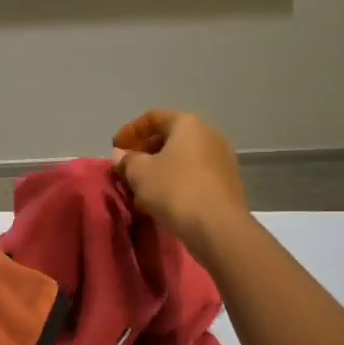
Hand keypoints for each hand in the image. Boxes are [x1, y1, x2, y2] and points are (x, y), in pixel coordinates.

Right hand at [111, 110, 248, 261]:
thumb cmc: (175, 190)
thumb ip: (127, 160)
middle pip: (170, 136)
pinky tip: (163, 200)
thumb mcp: (140, 173)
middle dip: (145, 151)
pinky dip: (176, 181)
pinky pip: (195, 174)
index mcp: (188, 124)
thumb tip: (120, 155)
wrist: (218, 227)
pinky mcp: (228, 183)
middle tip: (127, 168)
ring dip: (160, 169)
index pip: (153, 117)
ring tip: (142, 187)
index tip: (115, 148)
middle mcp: (209, 134)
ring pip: (183, 158)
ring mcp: (222, 159)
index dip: (130, 130)